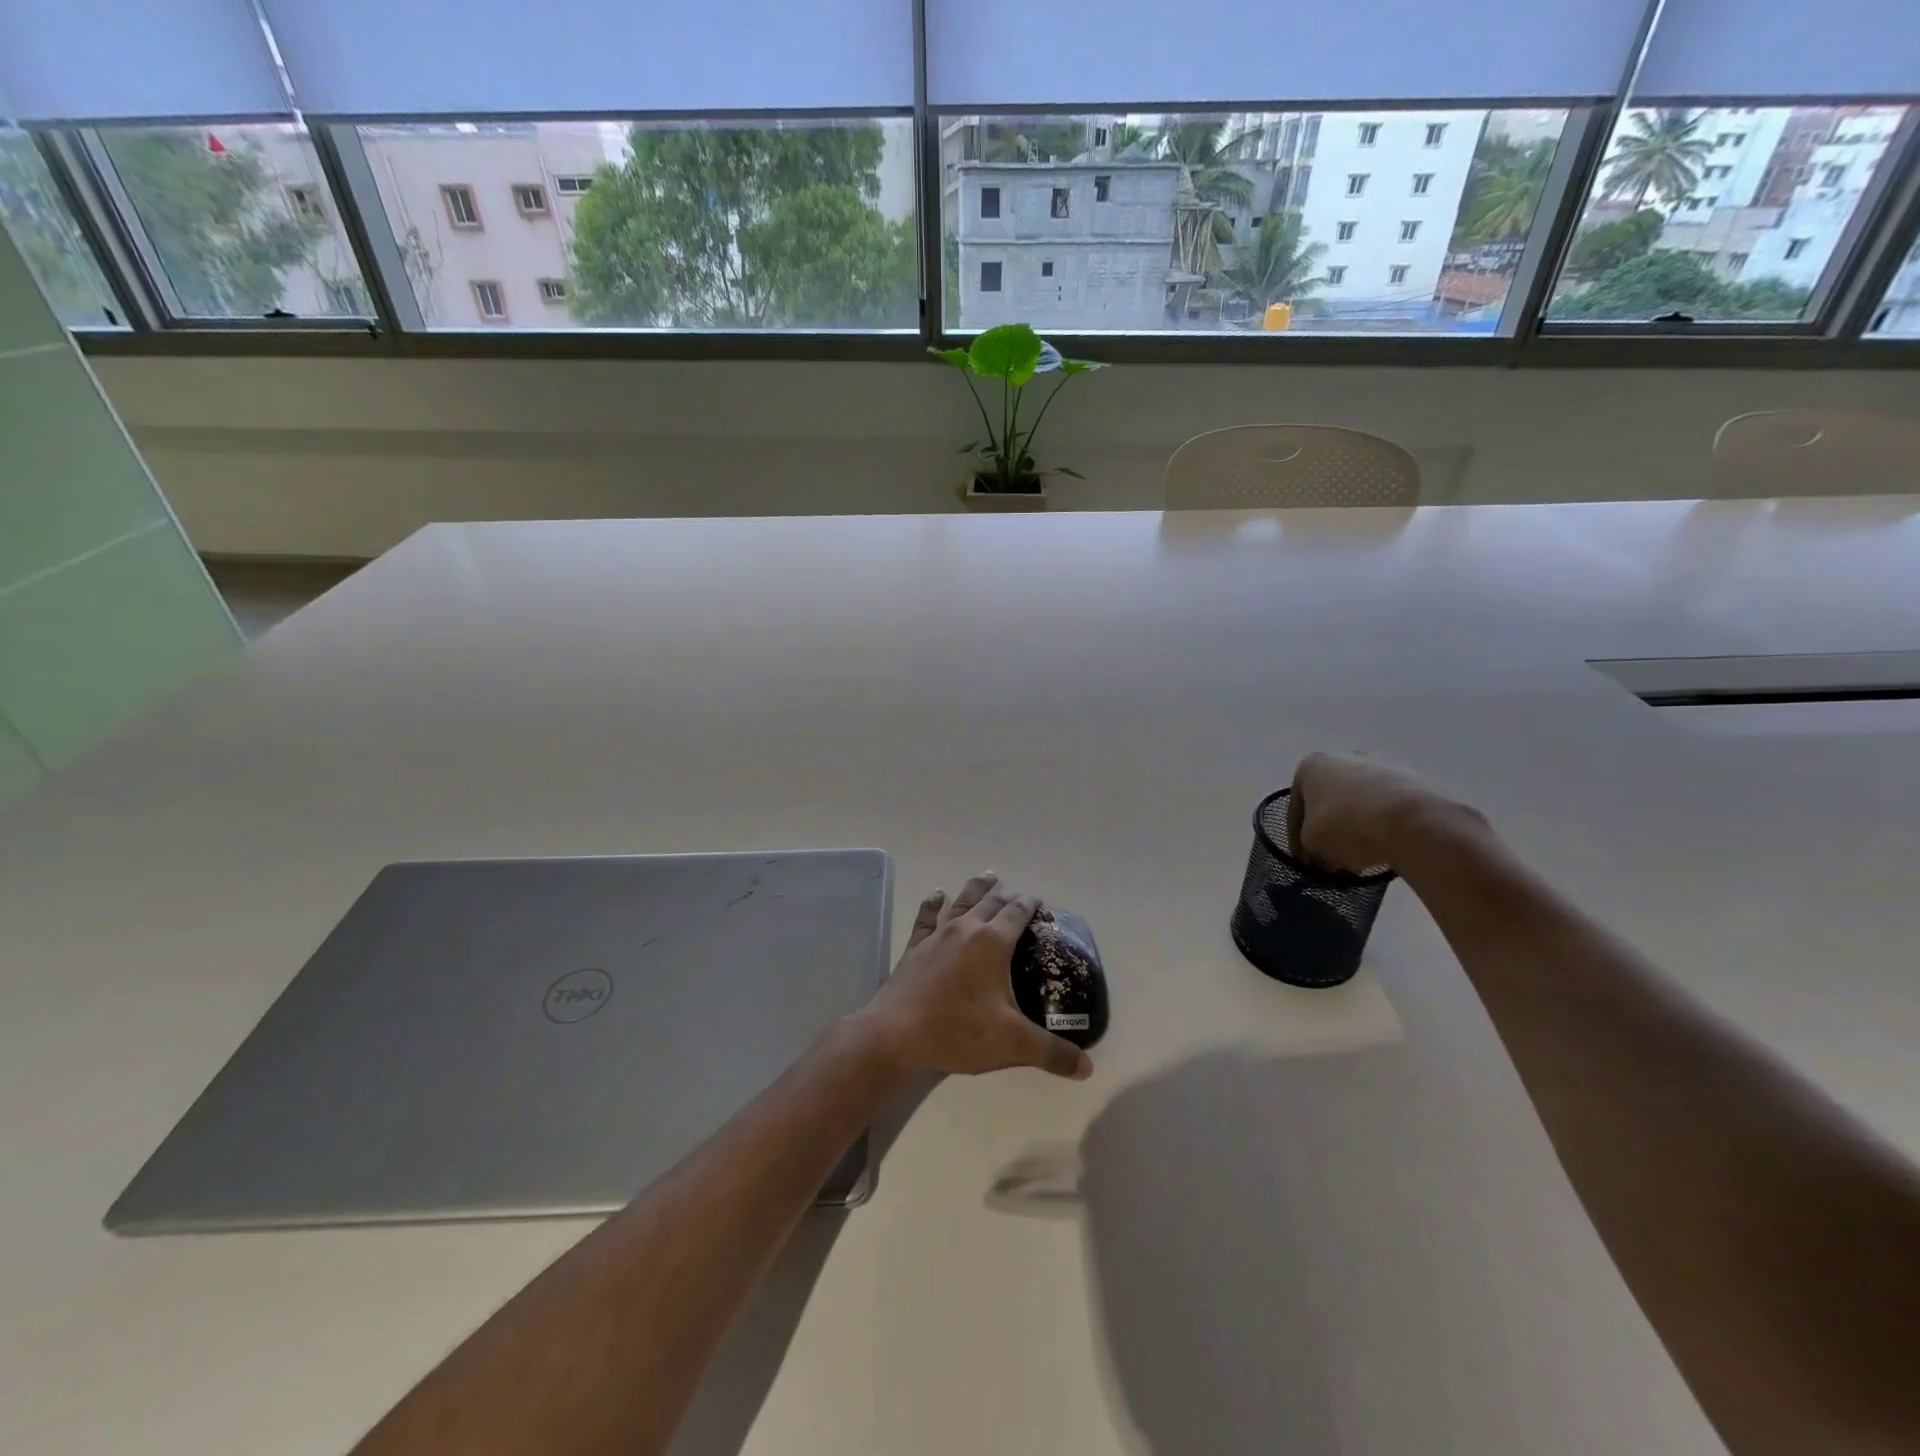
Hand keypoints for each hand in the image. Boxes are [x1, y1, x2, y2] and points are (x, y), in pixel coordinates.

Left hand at [856, 874, 1092, 1082]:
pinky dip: (933, 903)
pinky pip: (926, 917)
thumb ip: (1052, 1053)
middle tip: (1017, 893)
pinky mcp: (915, 947)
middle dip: (1006, 895)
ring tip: (987, 876)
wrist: (895, 1036)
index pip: (1017, 913)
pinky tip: (936, 895)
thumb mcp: (1012, 1044)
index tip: (1040, 902)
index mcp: (992, 943)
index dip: (1030, 905)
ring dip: (976, 888)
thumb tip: (1088, 1068)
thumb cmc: (958, 1032)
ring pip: (960, 901)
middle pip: (990, 902)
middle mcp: (966, 929)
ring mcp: (937, 936)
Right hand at [1289, 752, 1481, 873]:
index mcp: (1310, 766)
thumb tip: (1322, 853)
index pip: (1296, 809)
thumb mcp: (1312, 843)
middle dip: (1330, 829)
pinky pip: (1388, 808)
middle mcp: (1342, 758)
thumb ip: (1309, 846)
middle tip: (1333, 858)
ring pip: (1360, 803)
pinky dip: (1384, 826)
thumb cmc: (1345, 825)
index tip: (1306, 863)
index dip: (1297, 841)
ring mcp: (1380, 766)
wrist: (1410, 820)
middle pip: (1329, 802)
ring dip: (1357, 827)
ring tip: (1362, 858)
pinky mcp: (1412, 780)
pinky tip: (1387, 848)